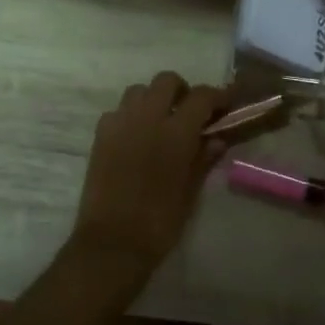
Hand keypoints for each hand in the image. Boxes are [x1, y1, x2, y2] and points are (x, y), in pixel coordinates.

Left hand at [72, 72, 225, 279]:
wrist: (112, 243)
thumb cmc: (160, 221)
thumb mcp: (191, 191)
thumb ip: (204, 159)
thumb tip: (217, 139)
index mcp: (176, 132)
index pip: (201, 96)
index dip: (217, 96)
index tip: (225, 105)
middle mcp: (147, 119)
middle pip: (166, 81)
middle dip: (182, 91)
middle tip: (190, 113)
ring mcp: (119, 125)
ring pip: (138, 91)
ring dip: (154, 99)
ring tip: (161, 123)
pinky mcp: (100, 137)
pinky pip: (117, 111)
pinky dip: (131, 115)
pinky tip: (137, 137)